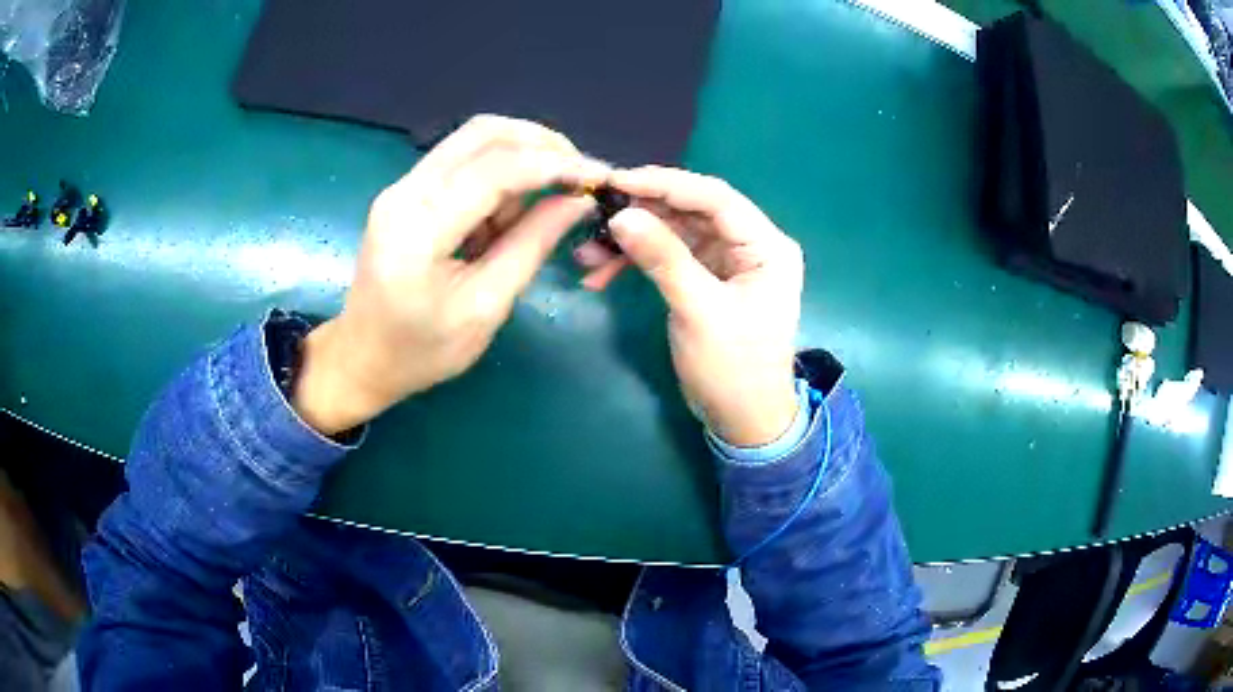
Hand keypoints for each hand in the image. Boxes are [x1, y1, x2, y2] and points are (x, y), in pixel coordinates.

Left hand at [294, 116, 607, 433]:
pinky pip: (463, 161)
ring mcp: (403, 187)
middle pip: (484, 133)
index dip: (555, 165)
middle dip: (542, 144)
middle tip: (580, 175)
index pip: (496, 169)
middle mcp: (406, 191)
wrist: (362, 358)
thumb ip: (532, 245)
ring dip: (522, 157)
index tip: (599, 177)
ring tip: (547, 201)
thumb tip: (579, 201)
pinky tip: (511, 211)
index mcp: (419, 228)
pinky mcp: (408, 191)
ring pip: (475, 140)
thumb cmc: (421, 350)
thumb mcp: (486, 307)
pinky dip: (500, 173)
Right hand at [575, 167, 803, 446]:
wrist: (743, 420)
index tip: (616, 181)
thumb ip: (663, 259)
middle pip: (692, 210)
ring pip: (675, 231)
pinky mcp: (709, 277)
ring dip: (633, 239)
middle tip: (596, 213)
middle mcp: (750, 244)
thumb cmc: (733, 369)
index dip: (665, 184)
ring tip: (589, 252)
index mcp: (766, 246)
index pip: (715, 198)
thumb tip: (621, 216)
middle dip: (642, 213)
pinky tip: (603, 271)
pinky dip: (638, 260)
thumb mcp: (699, 311)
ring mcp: (728, 260)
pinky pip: (670, 256)